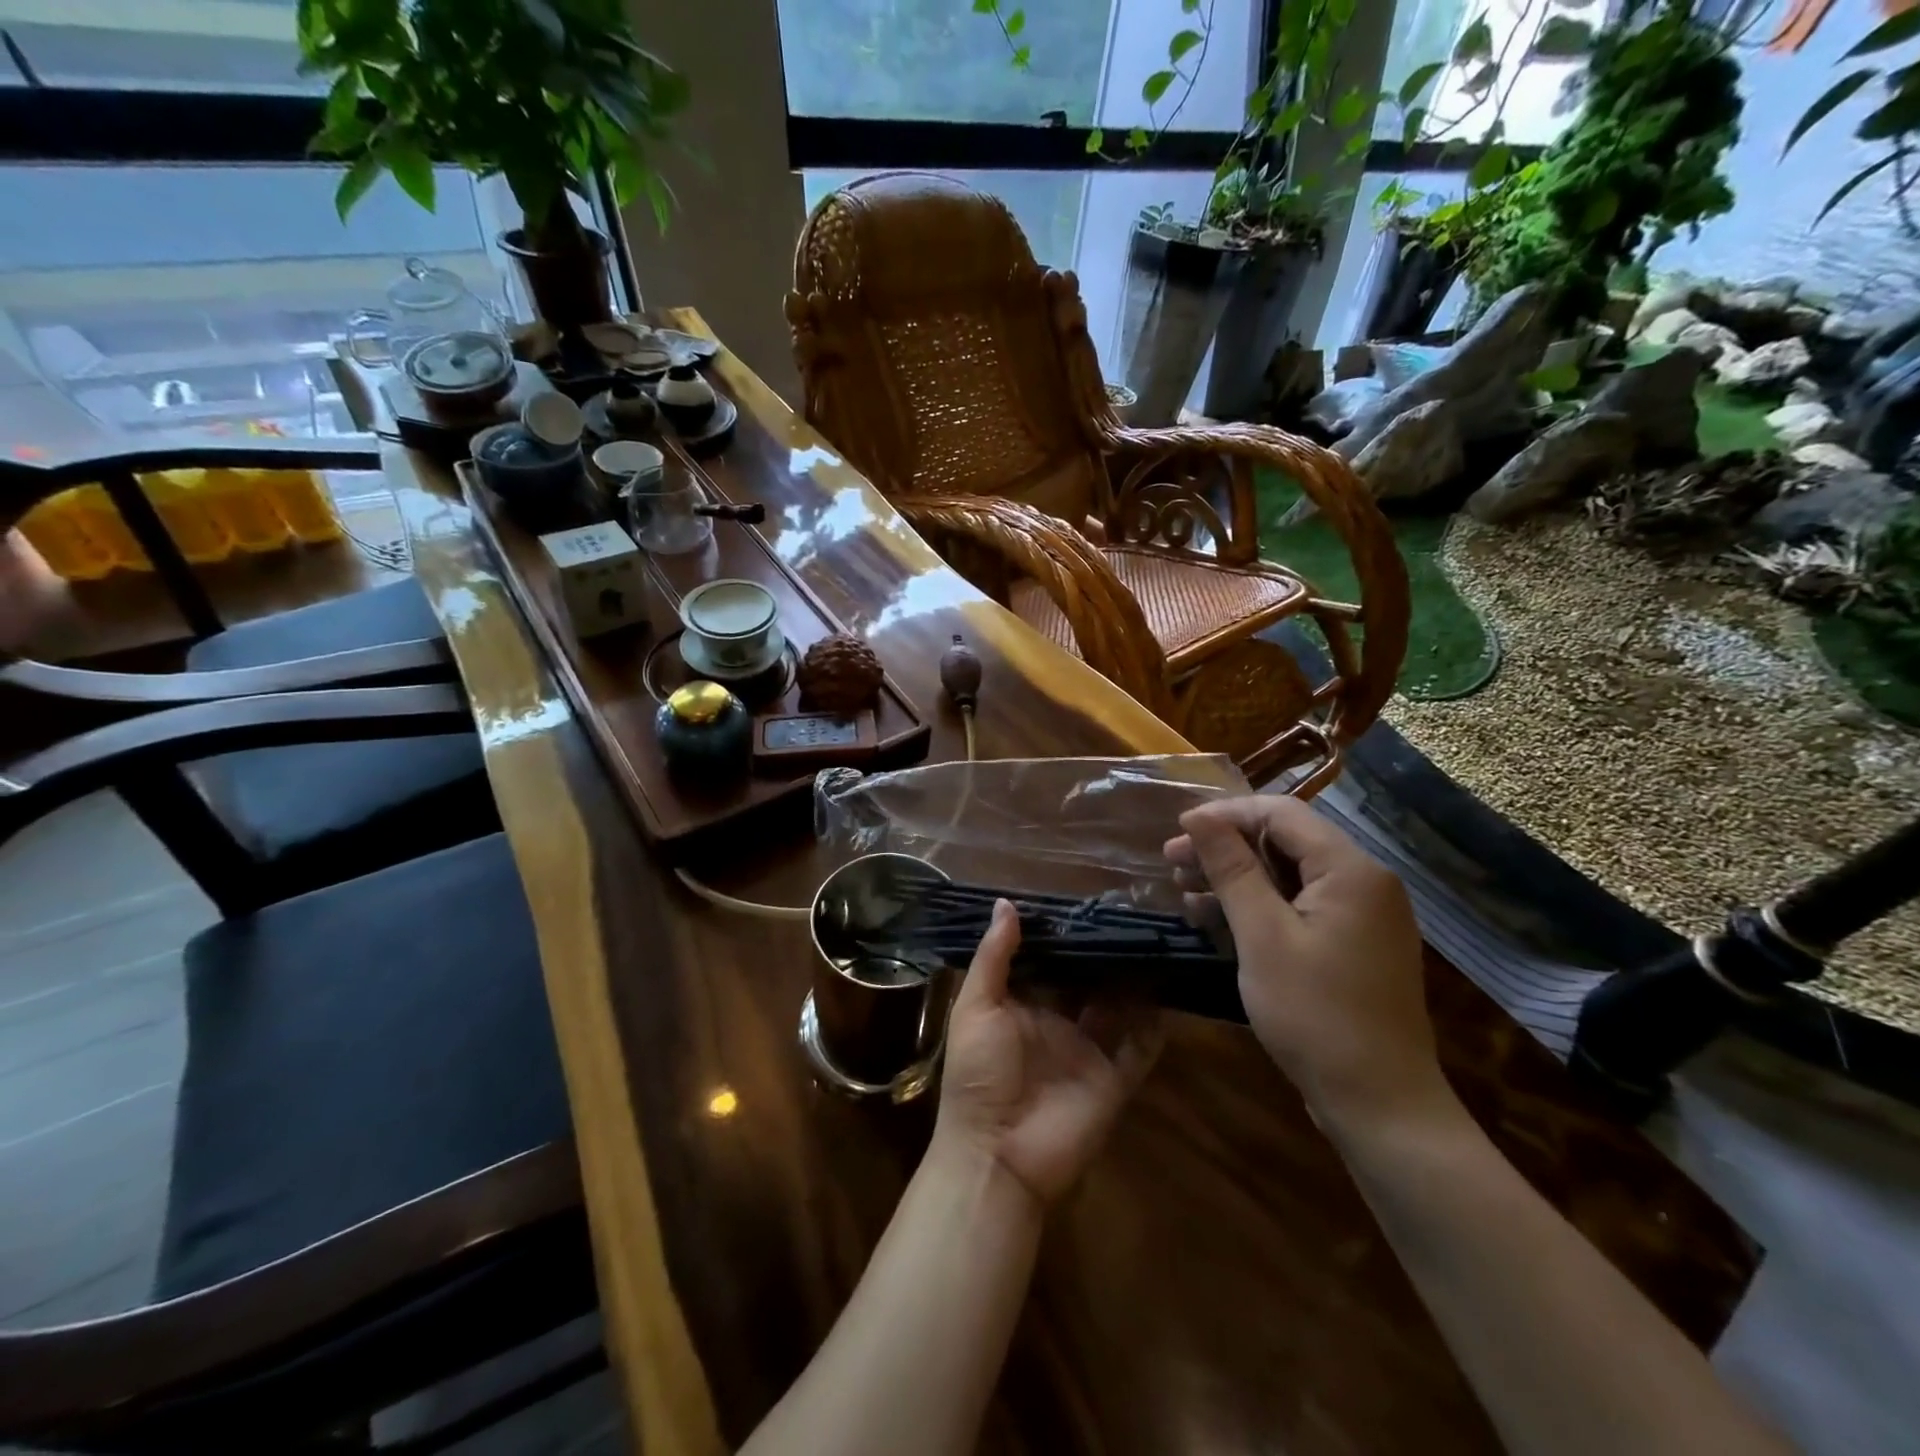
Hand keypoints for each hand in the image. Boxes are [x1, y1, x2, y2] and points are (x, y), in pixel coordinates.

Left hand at [935, 900, 1162, 1207]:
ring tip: (1156, 941)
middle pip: (1086, 981)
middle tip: (1132, 913)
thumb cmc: (978, 1074)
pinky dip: (1156, 1025)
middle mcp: (1057, 1022)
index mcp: (1021, 1004)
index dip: (1064, 935)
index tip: (1087, 901)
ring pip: (1118, 1007)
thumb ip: (994, 957)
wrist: (997, 1155)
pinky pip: (1140, 1047)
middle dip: (1103, 953)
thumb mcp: (975, 1008)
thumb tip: (1006, 903)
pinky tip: (1172, 992)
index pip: (1048, 961)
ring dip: (1134, 981)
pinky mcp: (1114, 1078)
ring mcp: (1088, 1050)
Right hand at [1165, 796, 1445, 1134]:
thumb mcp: (1262, 935)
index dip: (1225, 815)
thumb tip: (1198, 816)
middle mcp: (1364, 882)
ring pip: (1289, 875)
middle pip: (1285, 841)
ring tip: (1186, 892)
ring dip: (1237, 878)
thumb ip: (1231, 869)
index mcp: (1350, 869)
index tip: (1177, 831)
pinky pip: (1301, 906)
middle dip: (1225, 848)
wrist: (1381, 1105)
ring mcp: (1363, 915)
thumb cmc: (1315, 1014)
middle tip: (1172, 863)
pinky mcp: (1354, 944)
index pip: (1280, 813)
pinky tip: (1218, 920)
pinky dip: (1259, 906)